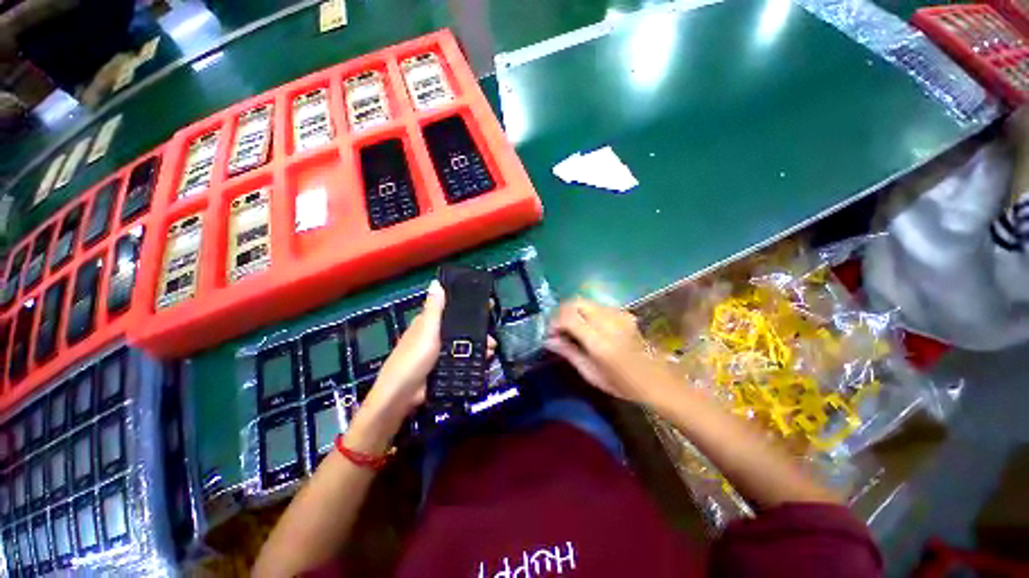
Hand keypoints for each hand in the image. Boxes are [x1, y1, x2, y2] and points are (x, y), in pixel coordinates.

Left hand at [354, 281, 496, 440]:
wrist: (404, 394)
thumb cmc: (415, 356)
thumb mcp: (426, 329)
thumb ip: (434, 308)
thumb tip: (436, 282)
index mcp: (428, 322)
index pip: (450, 308)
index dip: (467, 306)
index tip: (487, 305)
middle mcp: (435, 335)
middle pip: (461, 327)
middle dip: (478, 329)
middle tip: (492, 334)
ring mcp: (440, 352)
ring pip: (463, 344)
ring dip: (479, 344)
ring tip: (491, 349)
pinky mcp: (445, 367)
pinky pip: (462, 358)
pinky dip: (474, 358)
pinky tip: (485, 359)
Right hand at [545, 298, 674, 405]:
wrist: (657, 381)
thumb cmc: (622, 384)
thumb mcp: (591, 374)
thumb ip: (568, 352)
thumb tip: (548, 339)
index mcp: (600, 342)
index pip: (569, 317)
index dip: (555, 321)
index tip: (551, 333)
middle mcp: (609, 322)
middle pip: (576, 302)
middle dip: (562, 311)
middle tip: (558, 327)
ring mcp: (619, 315)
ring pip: (586, 301)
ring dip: (574, 311)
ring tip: (571, 328)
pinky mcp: (625, 313)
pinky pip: (598, 306)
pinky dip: (587, 312)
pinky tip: (589, 327)